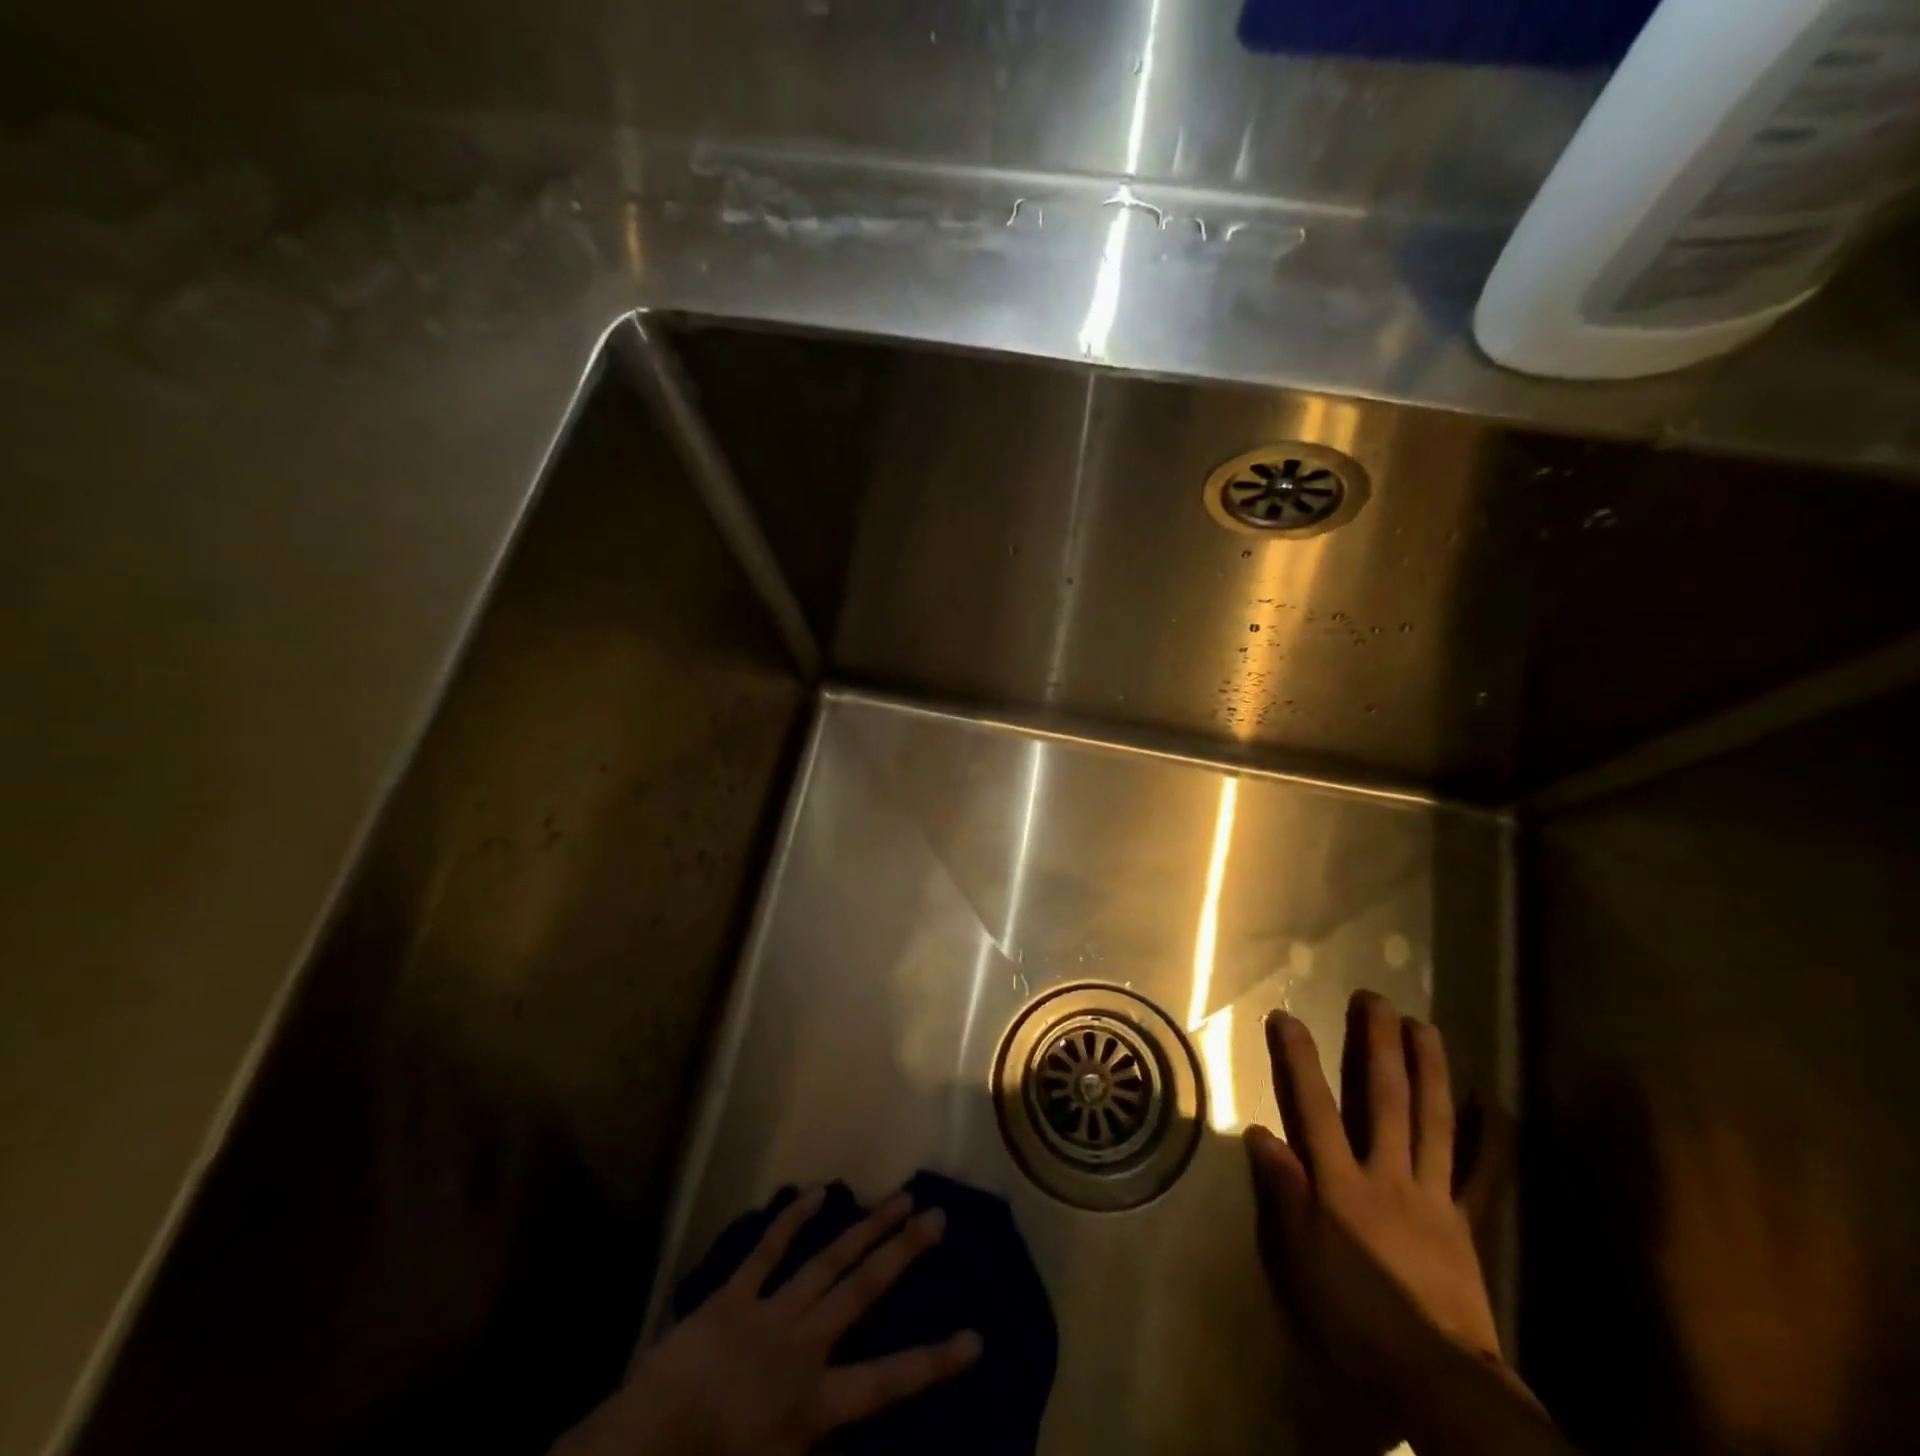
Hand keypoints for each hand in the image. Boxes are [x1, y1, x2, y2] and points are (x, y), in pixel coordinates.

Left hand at [554, 1188, 981, 1455]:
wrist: (644, 1448)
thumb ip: (820, 1448)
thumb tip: (856, 1436)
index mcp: (816, 1402)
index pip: (888, 1382)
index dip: (934, 1362)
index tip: (975, 1337)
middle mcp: (804, 1345)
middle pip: (864, 1290)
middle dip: (904, 1253)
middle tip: (937, 1215)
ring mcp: (771, 1310)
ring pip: (829, 1259)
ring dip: (866, 1227)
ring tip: (898, 1197)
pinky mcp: (735, 1293)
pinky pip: (769, 1249)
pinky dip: (792, 1219)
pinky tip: (817, 1192)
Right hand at [1244, 992, 1515, 1406]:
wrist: (1435, 1375)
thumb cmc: (1354, 1314)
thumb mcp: (1301, 1257)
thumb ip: (1284, 1191)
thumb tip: (1261, 1132)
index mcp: (1343, 1184)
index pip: (1315, 1108)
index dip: (1300, 1060)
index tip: (1287, 1016)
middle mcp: (1388, 1175)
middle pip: (1384, 1100)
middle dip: (1377, 1046)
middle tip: (1374, 999)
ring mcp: (1433, 1194)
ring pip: (1433, 1121)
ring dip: (1428, 1070)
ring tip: (1424, 1026)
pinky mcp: (1464, 1220)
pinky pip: (1481, 1174)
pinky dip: (1490, 1138)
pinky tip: (1494, 1104)